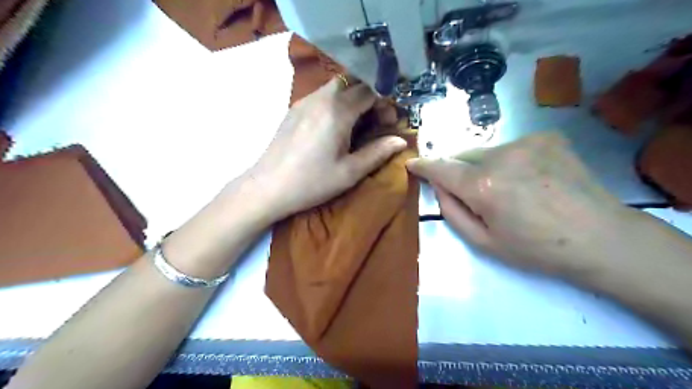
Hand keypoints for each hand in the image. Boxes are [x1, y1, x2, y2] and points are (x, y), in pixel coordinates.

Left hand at [245, 77, 406, 221]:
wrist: (268, 187)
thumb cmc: (312, 182)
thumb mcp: (349, 172)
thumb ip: (378, 153)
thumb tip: (401, 140)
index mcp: (337, 111)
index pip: (370, 90)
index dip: (385, 103)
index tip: (390, 122)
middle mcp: (321, 98)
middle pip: (353, 83)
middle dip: (370, 97)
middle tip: (375, 122)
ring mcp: (304, 102)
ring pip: (336, 87)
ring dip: (353, 99)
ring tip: (357, 126)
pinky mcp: (293, 110)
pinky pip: (321, 96)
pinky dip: (336, 103)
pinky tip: (334, 127)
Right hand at [407, 132, 630, 274]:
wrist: (601, 238)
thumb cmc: (536, 249)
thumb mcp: (483, 242)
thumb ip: (451, 211)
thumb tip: (439, 186)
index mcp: (482, 186)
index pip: (440, 168)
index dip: (423, 165)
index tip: (412, 163)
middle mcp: (500, 155)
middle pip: (463, 157)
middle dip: (460, 172)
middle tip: (476, 194)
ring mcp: (526, 142)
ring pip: (488, 152)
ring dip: (486, 167)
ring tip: (511, 190)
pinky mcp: (547, 137)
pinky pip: (513, 147)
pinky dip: (511, 161)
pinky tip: (531, 179)